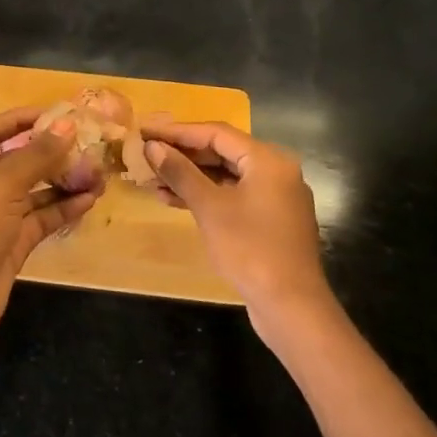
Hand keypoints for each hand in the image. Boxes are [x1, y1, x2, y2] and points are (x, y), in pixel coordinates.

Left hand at [0, 107, 101, 361]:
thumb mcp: (2, 187)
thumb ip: (35, 156)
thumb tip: (67, 126)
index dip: (19, 119)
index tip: (55, 115)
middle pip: (20, 159)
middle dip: (51, 151)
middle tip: (88, 145)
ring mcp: (0, 218)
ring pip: (37, 190)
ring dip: (65, 180)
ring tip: (98, 173)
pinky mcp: (14, 246)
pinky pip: (44, 219)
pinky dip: (65, 209)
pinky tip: (90, 201)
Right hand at [142, 120, 335, 345]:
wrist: (291, 306)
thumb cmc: (249, 248)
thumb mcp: (209, 207)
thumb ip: (181, 172)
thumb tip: (152, 147)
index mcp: (268, 160)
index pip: (216, 133)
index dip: (177, 131)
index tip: (146, 130)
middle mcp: (275, 171)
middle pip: (222, 152)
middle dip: (182, 154)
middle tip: (147, 153)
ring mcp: (274, 197)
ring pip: (225, 176)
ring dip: (190, 176)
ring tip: (153, 178)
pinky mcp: (269, 220)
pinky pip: (232, 196)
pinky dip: (205, 195)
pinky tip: (173, 200)